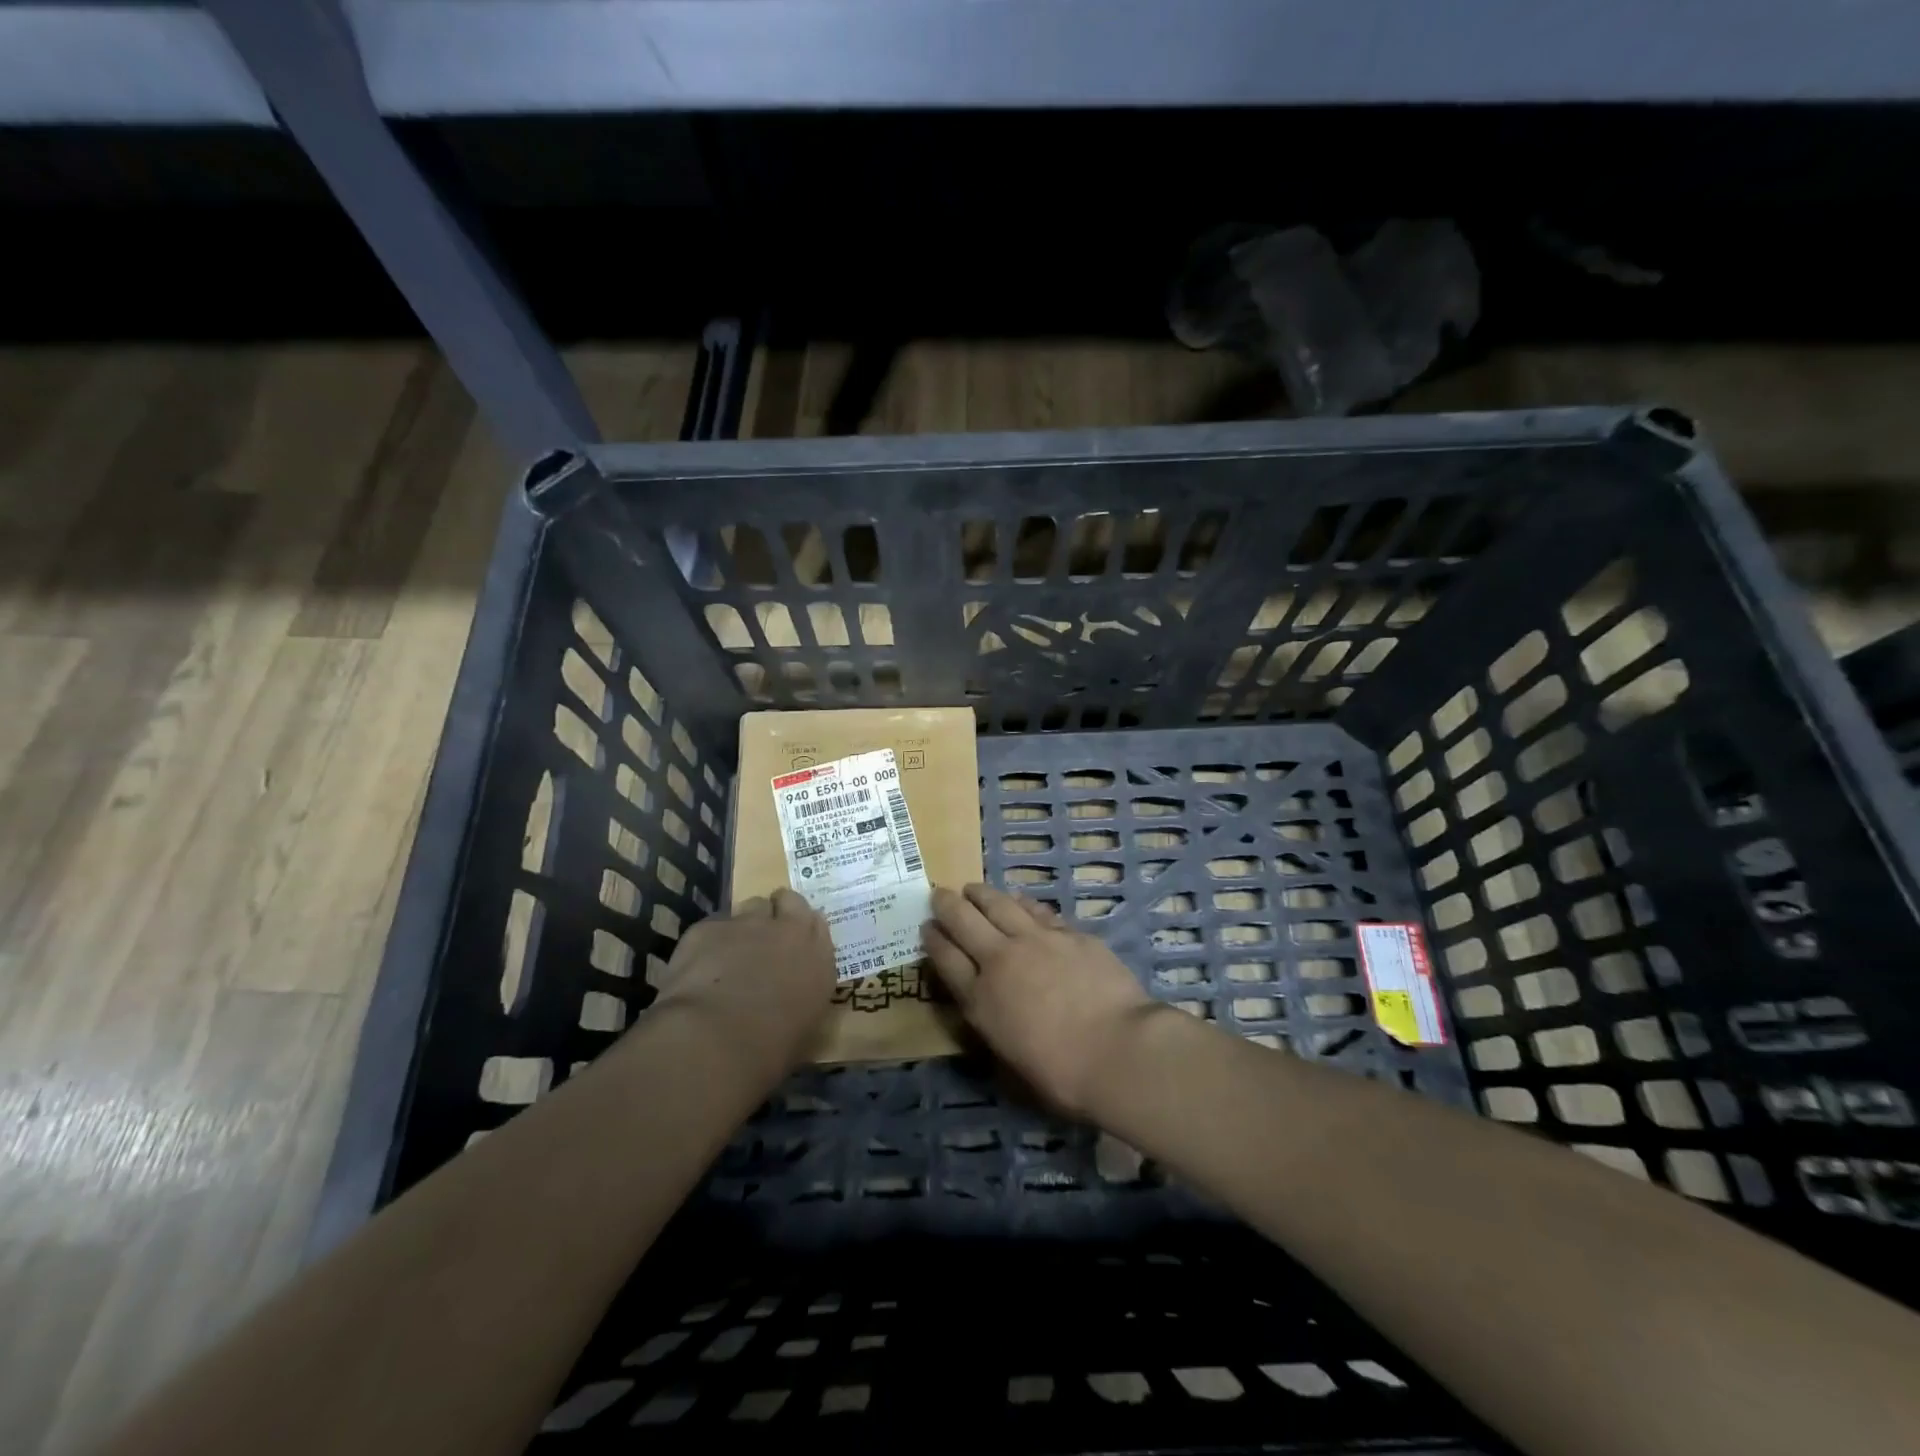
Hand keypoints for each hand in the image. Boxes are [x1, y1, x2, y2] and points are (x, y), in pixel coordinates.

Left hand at [652, 888, 835, 1078]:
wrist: (714, 1041)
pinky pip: (712, 926)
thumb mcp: (801, 1028)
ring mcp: (748, 924)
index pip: (817, 924)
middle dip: (777, 912)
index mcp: (818, 960)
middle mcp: (789, 932)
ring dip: (744, 924)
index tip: (791, 942)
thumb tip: (787, 1001)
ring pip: (750, 907)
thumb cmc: (767, 1052)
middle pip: (788, 901)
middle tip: (763, 936)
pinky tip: (697, 968)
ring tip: (729, 952)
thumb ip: (799, 998)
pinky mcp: (708, 927)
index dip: (801, 929)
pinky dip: (707, 942)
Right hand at [922, 883, 1158, 1118]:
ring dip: (981, 894)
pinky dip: (1020, 902)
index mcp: (981, 1000)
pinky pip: (1036, 910)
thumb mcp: (1011, 1061)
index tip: (925, 927)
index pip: (946, 959)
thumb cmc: (1063, 1074)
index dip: (932, 940)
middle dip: (946, 905)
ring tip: (972, 889)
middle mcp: (1001, 960)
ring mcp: (1036, 940)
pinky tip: (1018, 900)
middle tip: (938, 894)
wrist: (1118, 1049)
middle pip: (964, 921)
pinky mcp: (1069, 933)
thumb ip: (995, 1026)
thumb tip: (990, 1009)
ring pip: (999, 904)